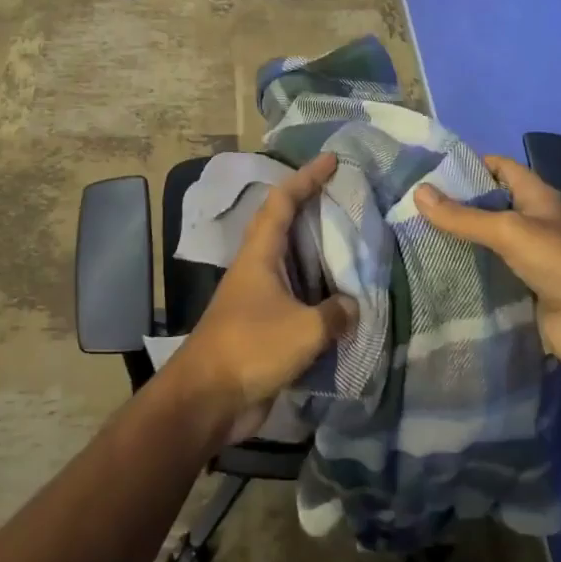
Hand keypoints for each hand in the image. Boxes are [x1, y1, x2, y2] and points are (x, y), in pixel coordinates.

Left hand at [171, 152, 358, 446]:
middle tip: (347, 199)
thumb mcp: (303, 329)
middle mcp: (257, 269)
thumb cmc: (250, 349)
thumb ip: (334, 314)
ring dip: (319, 253)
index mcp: (259, 254)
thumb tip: (352, 306)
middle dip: (313, 208)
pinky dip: (320, 295)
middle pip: (285, 226)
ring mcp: (258, 299)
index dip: (306, 177)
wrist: (207, 400)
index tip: (331, 161)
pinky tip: (343, 302)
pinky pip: (298, 300)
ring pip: (293, 264)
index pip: (282, 201)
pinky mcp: (264, 328)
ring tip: (353, 246)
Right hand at [414, 155, 560, 380]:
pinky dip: (468, 272)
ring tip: (414, 236)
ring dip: (459, 241)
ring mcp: (530, 258)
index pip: (501, 168)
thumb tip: (418, 191)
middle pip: (490, 206)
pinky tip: (436, 271)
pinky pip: (490, 274)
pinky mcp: (524, 289)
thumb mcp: (508, 230)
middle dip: (456, 205)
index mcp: (538, 196)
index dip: (469, 164)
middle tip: (412, 206)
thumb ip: (463, 216)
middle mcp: (535, 222)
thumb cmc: (559, 261)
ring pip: (487, 242)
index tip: (430, 170)